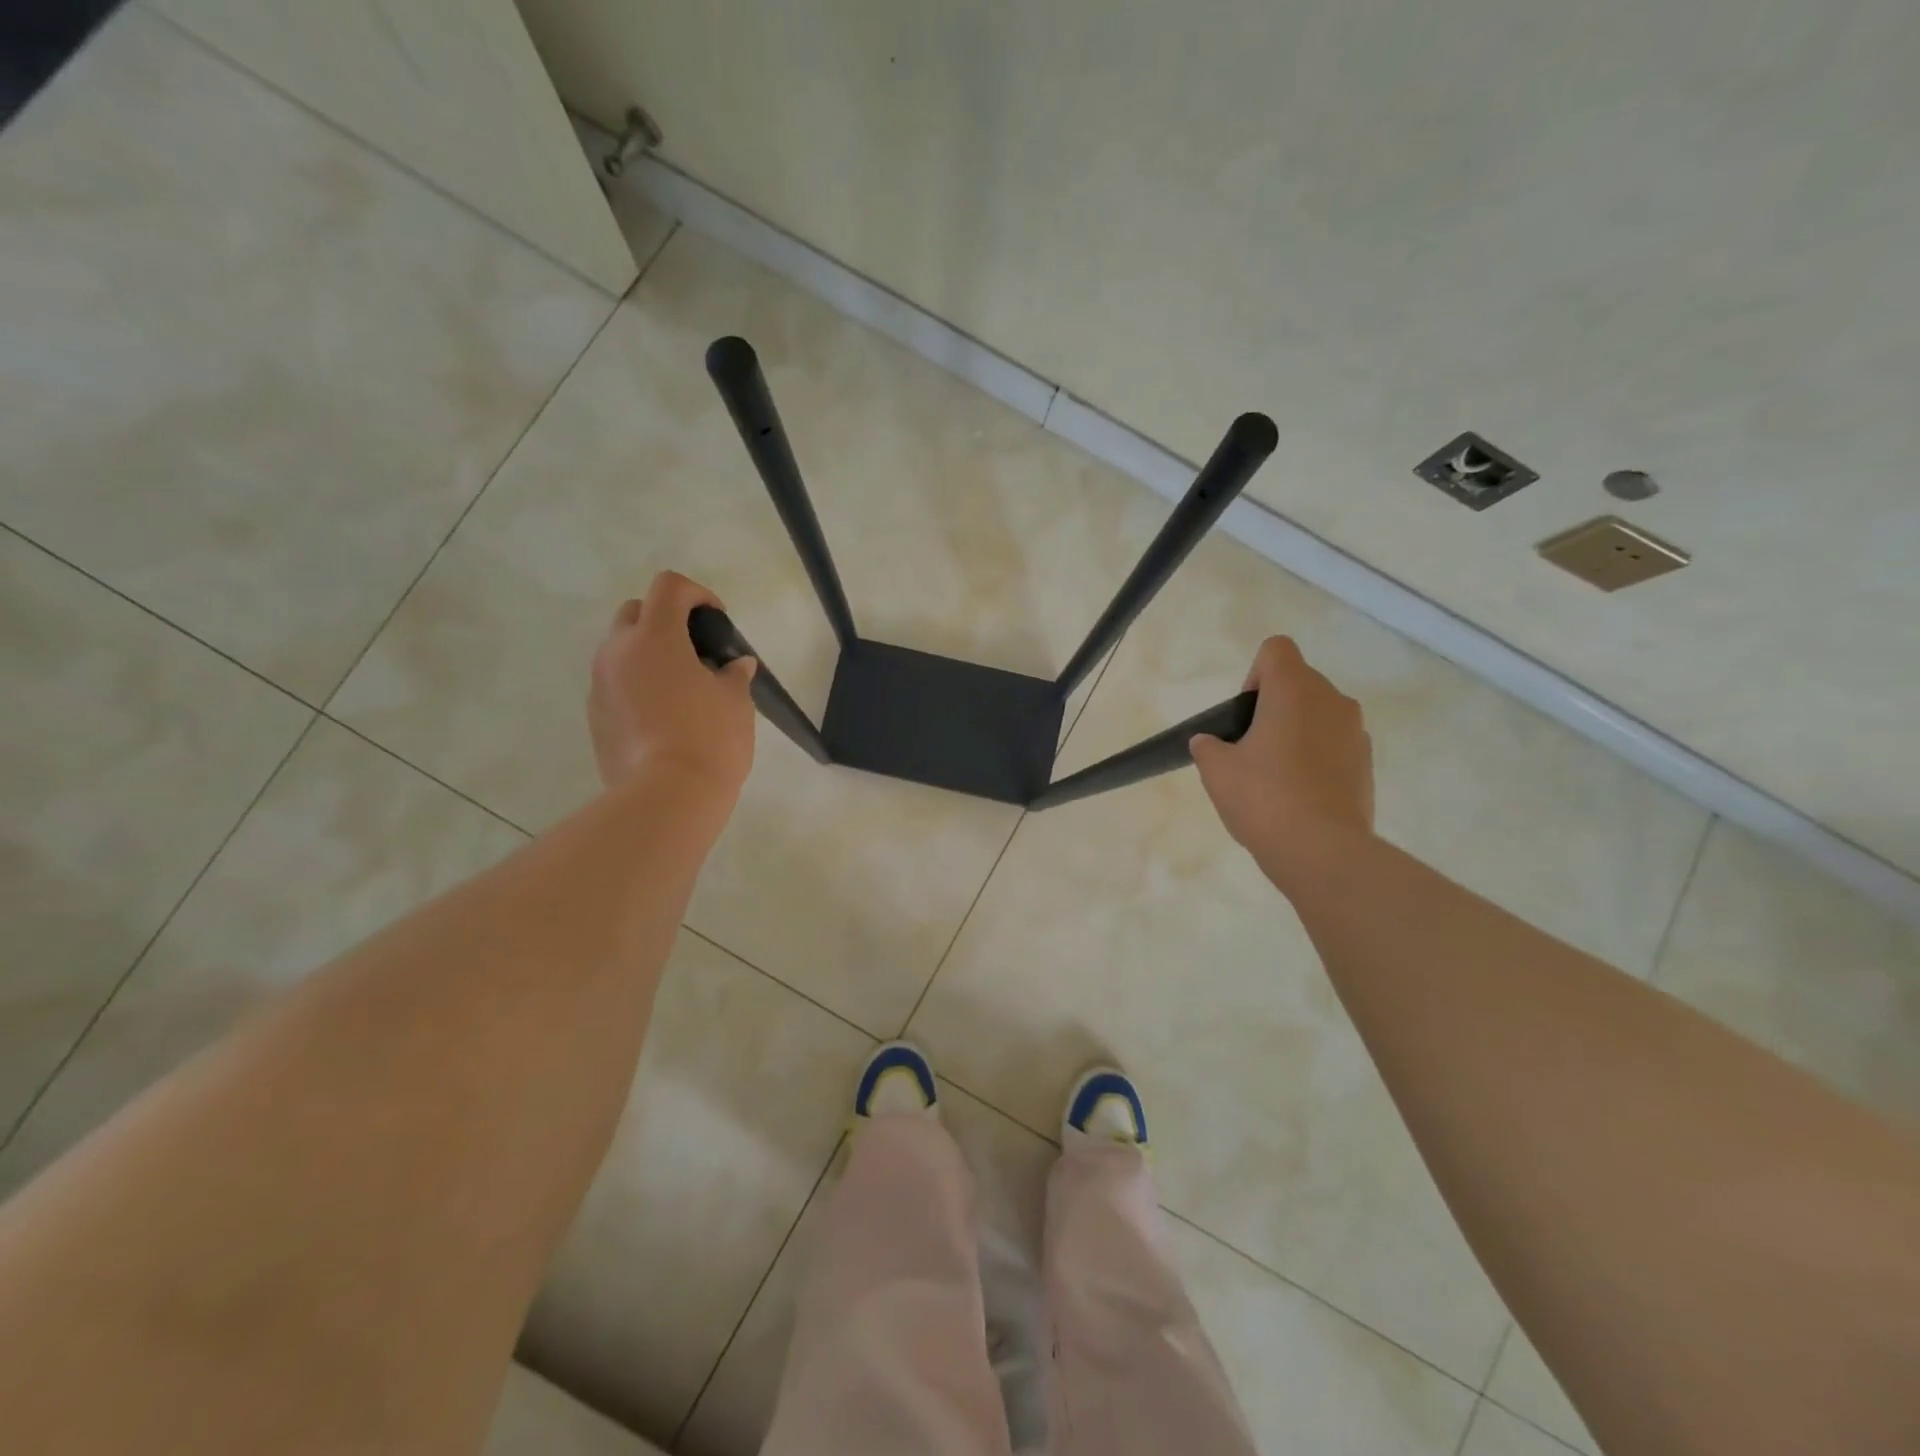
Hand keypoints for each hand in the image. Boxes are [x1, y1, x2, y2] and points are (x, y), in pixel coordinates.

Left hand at [589, 571, 756, 800]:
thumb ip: (733, 674)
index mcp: (656, 637)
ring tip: (680, 686)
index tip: (717, 622)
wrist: (668, 796)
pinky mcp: (594, 715)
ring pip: (620, 650)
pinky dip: (636, 685)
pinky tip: (662, 716)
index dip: (697, 594)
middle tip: (695, 650)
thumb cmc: (710, 739)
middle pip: (636, 612)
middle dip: (665, 619)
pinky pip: (614, 684)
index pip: (669, 586)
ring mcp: (600, 684)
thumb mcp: (736, 701)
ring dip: (647, 653)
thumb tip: (735, 665)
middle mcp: (619, 652)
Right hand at [1190, 636, 1373, 864]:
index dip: (1254, 675)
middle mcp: (1332, 700)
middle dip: (1273, 707)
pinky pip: (1335, 745)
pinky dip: (1317, 758)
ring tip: (1276, 777)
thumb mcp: (1216, 770)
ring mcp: (1356, 732)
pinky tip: (1300, 795)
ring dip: (1297, 732)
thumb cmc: (1262, 797)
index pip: (1276, 650)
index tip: (1244, 715)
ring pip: (1319, 715)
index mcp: (1294, 689)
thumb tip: (1210, 742)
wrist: (1321, 850)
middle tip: (1251, 750)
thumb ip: (1208, 746)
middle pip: (1298, 683)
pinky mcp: (1368, 763)